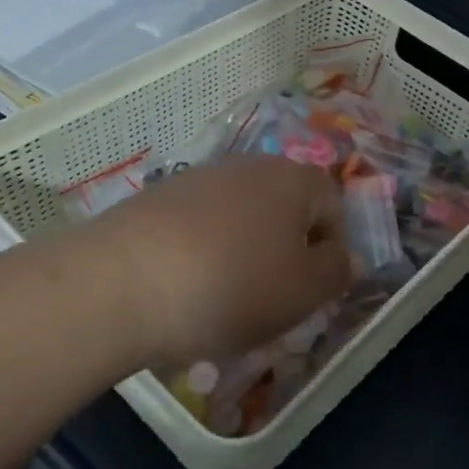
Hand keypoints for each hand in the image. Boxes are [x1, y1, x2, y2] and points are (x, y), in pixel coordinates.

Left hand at [83, 155, 351, 368]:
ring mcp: (199, 178)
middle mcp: (249, 167)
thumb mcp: (304, 291)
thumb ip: (337, 272)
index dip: (330, 250)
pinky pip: (199, 227)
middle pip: (284, 210)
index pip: (333, 205)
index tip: (310, 291)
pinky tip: (184, 290)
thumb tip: (347, 257)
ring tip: (223, 301)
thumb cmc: (232, 286)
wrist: (121, 282)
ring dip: (243, 255)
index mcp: (294, 180)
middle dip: (285, 253)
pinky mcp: (157, 199)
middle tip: (271, 300)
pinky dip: (203, 255)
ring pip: (241, 219)